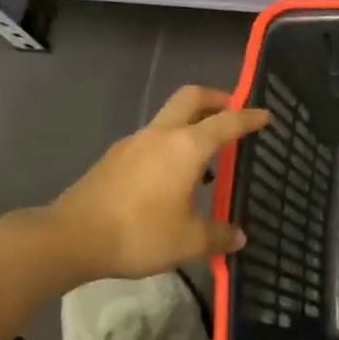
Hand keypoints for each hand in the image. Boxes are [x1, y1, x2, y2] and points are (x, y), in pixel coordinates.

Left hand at [51, 85, 270, 280]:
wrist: (71, 237)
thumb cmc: (139, 233)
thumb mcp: (188, 241)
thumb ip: (218, 236)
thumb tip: (238, 237)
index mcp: (186, 146)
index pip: (227, 121)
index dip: (250, 117)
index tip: (267, 116)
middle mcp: (161, 134)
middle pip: (191, 98)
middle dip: (216, 98)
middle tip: (233, 112)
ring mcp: (133, 143)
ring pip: (169, 119)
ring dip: (191, 125)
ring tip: (206, 157)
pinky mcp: (114, 158)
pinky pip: (152, 141)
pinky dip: (170, 146)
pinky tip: (171, 179)